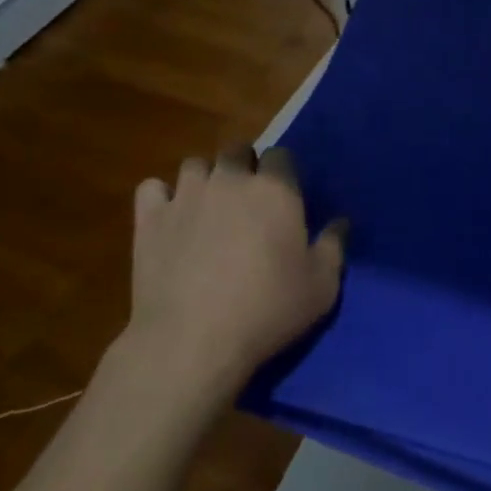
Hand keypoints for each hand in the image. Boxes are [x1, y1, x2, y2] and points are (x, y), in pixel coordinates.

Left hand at [127, 145, 345, 395]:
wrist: (193, 341)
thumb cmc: (268, 310)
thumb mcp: (321, 287)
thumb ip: (334, 247)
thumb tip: (341, 222)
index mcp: (275, 190)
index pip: (280, 155)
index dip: (283, 172)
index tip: (284, 197)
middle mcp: (230, 180)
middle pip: (237, 150)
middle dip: (244, 166)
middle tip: (248, 201)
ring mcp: (186, 196)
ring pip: (195, 164)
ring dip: (205, 178)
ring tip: (209, 207)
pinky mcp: (149, 219)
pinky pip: (152, 188)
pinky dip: (162, 197)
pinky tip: (170, 218)